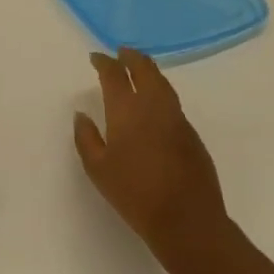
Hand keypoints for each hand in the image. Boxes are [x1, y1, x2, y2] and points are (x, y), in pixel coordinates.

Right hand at [75, 49, 230, 265]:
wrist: (187, 220)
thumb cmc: (135, 194)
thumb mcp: (98, 169)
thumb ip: (86, 138)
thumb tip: (82, 114)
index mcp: (126, 110)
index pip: (114, 74)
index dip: (104, 62)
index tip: (97, 57)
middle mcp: (153, 105)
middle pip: (144, 69)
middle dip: (131, 57)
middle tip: (121, 52)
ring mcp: (177, 118)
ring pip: (162, 83)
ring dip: (149, 70)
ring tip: (139, 68)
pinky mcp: (192, 134)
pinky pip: (173, 102)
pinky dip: (161, 91)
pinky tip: (155, 102)